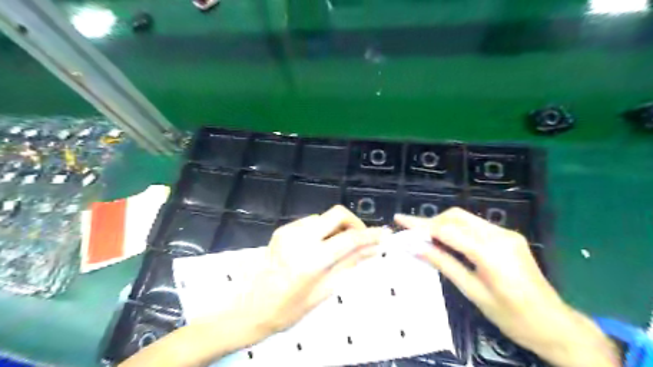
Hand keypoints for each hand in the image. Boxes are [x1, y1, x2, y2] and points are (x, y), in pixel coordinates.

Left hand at [231, 205, 389, 335]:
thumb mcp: (324, 290)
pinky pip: (310, 222)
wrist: (251, 307)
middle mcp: (300, 238)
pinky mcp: (282, 229)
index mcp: (312, 259)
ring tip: (338, 247)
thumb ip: (349, 265)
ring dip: (337, 227)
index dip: (370, 235)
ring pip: (324, 217)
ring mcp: (289, 231)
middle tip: (361, 238)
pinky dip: (321, 230)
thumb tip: (373, 250)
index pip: (349, 238)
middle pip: (337, 213)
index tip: (383, 234)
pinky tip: (319, 246)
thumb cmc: (289, 309)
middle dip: (354, 222)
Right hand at [395, 208, 618, 366]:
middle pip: (455, 216)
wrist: (554, 325)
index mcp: (490, 252)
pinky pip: (475, 226)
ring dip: (442, 224)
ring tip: (424, 237)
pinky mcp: (508, 236)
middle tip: (411, 233)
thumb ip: (443, 263)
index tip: (399, 219)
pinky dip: (456, 229)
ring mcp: (506, 233)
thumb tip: (415, 247)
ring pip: (464, 218)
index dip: (419, 224)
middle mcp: (499, 235)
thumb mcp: (472, 291)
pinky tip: (446, 241)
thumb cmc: (512, 317)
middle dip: (430, 221)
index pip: (446, 230)